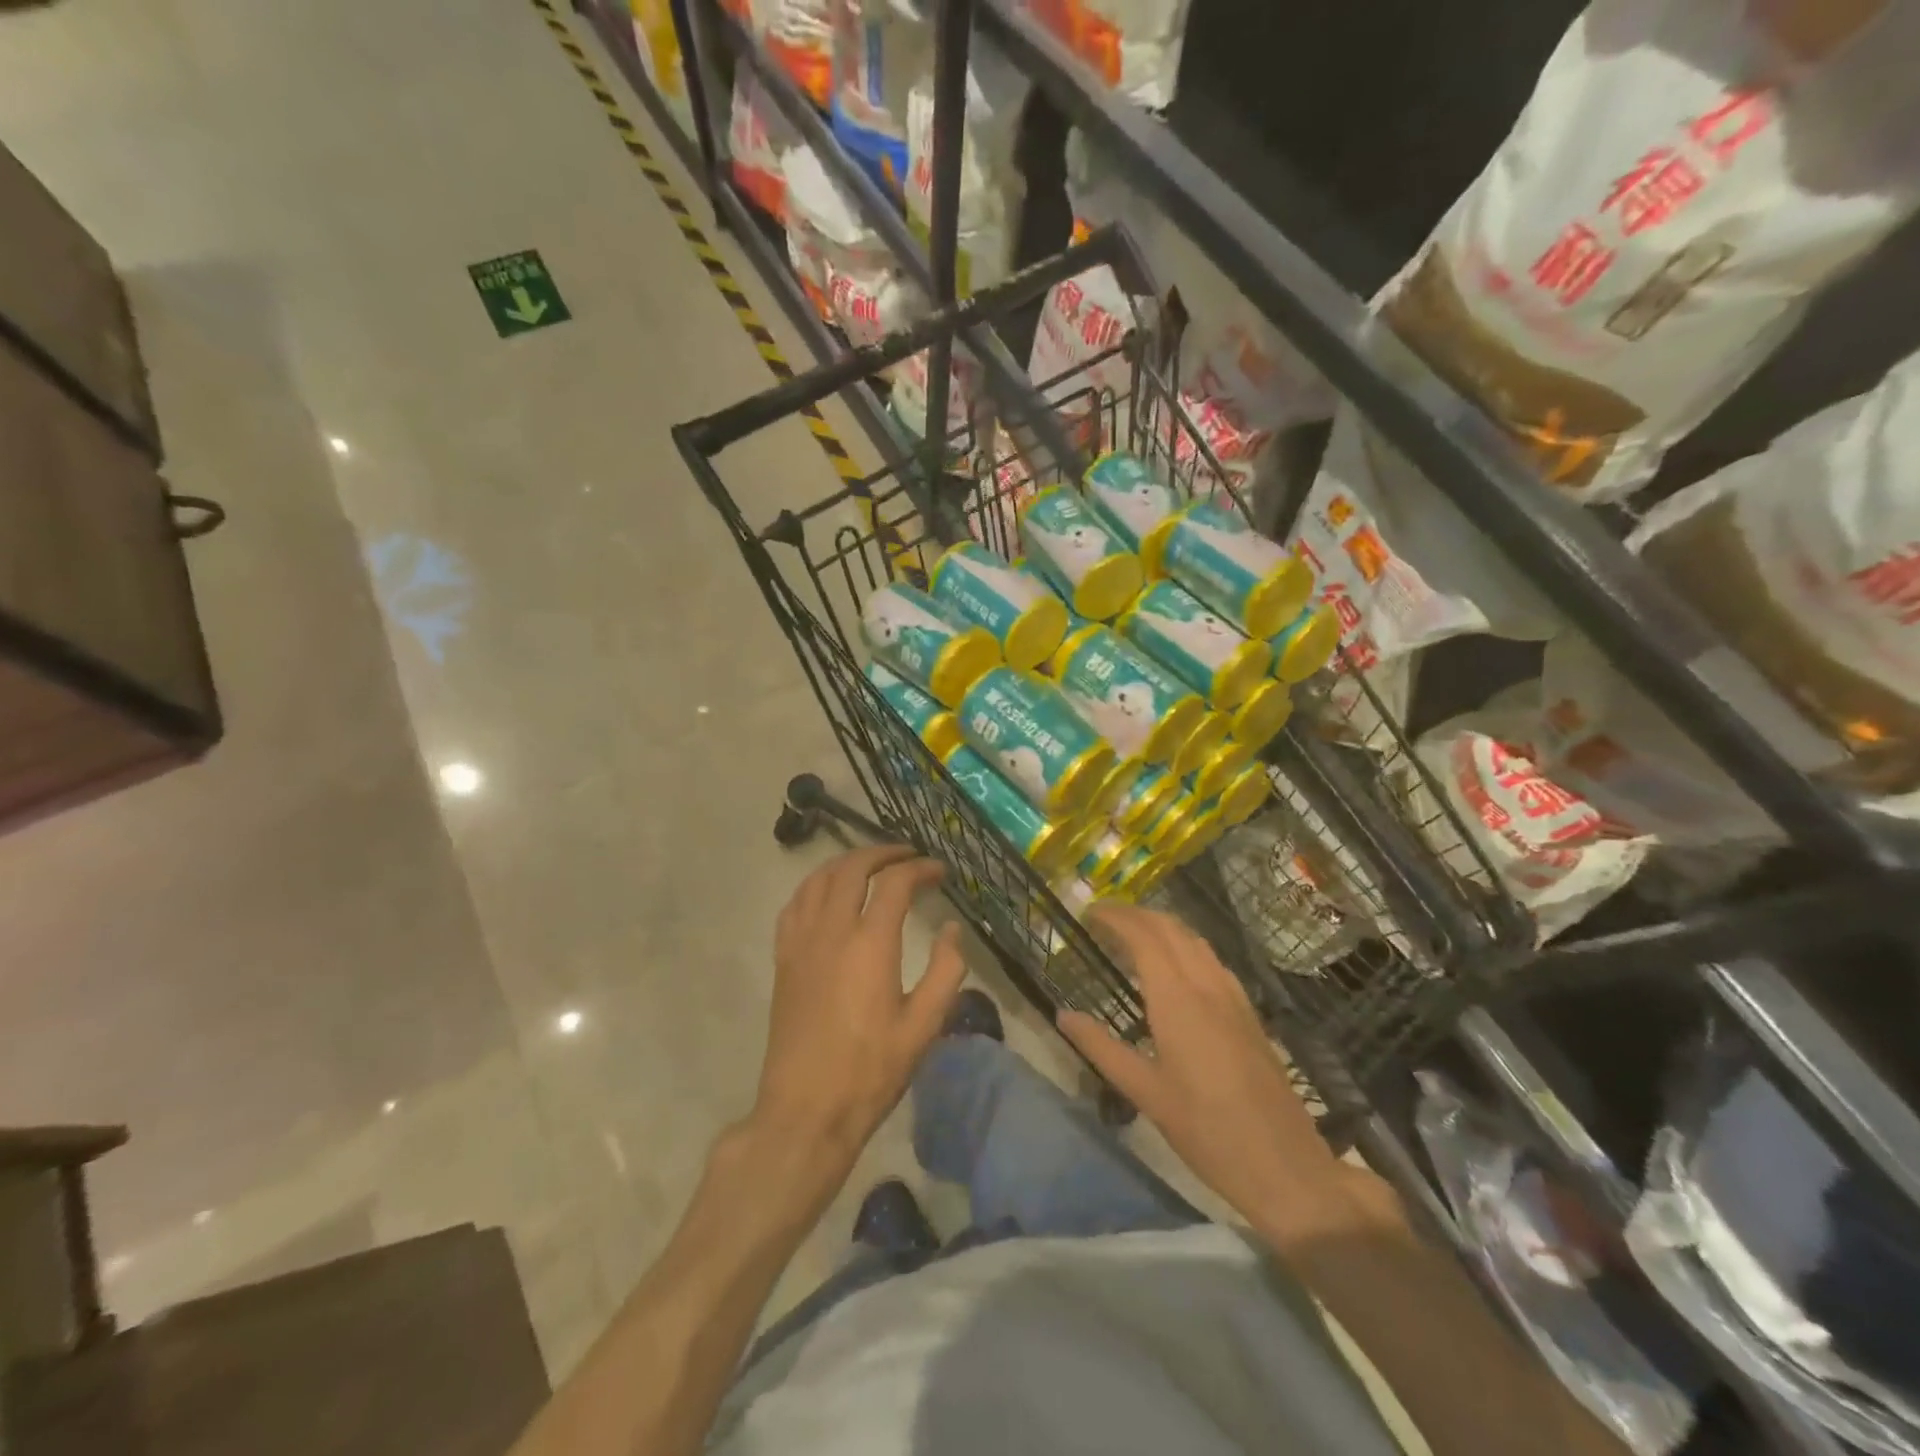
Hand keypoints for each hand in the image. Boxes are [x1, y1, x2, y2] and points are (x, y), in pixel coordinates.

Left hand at [753, 846, 967, 1158]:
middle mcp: (832, 931)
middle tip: (907, 856)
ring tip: (870, 865)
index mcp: (870, 944)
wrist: (806, 1110)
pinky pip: (795, 904)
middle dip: (883, 853)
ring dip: (846, 862)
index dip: (919, 868)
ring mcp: (801, 942)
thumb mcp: (924, 1026)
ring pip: (818, 879)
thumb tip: (951, 929)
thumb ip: (945, 970)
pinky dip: (815, 885)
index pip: (895, 882)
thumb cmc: (871, 1071)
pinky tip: (828, 894)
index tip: (939, 872)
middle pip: (852, 868)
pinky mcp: (783, 959)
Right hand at [1058, 904, 1343, 1225]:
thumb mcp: (1145, 1094)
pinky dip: (1186, 946)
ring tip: (1133, 935)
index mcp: (1178, 1001)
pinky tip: (1176, 967)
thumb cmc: (1207, 1132)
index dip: (1116, 918)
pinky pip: (1212, 960)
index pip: (1144, 937)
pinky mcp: (1249, 1014)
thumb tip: (1063, 1015)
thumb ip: (1101, 1048)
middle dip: (1136, 914)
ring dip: (1162, 926)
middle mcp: (1207, 987)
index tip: (1089, 913)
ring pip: (1195, 941)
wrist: (1286, 1167)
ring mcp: (1234, 998)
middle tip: (1104, 918)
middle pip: (1171, 929)